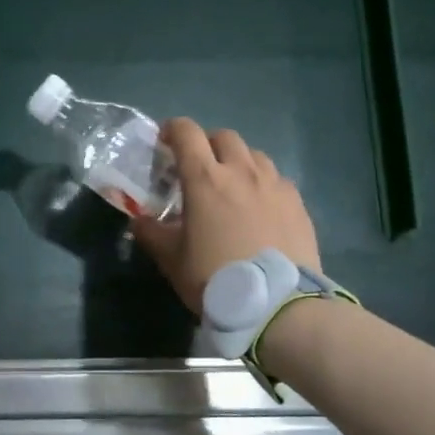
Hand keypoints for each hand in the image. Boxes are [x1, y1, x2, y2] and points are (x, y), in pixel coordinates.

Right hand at [132, 119, 320, 313]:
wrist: (277, 303)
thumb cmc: (215, 278)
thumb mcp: (172, 259)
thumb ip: (151, 233)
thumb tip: (137, 220)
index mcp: (205, 178)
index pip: (186, 133)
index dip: (172, 130)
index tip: (164, 141)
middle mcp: (242, 171)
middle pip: (223, 137)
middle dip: (207, 144)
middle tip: (199, 168)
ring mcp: (274, 184)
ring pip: (254, 155)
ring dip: (238, 161)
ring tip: (232, 186)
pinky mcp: (297, 202)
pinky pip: (276, 179)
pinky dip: (263, 184)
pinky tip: (260, 207)